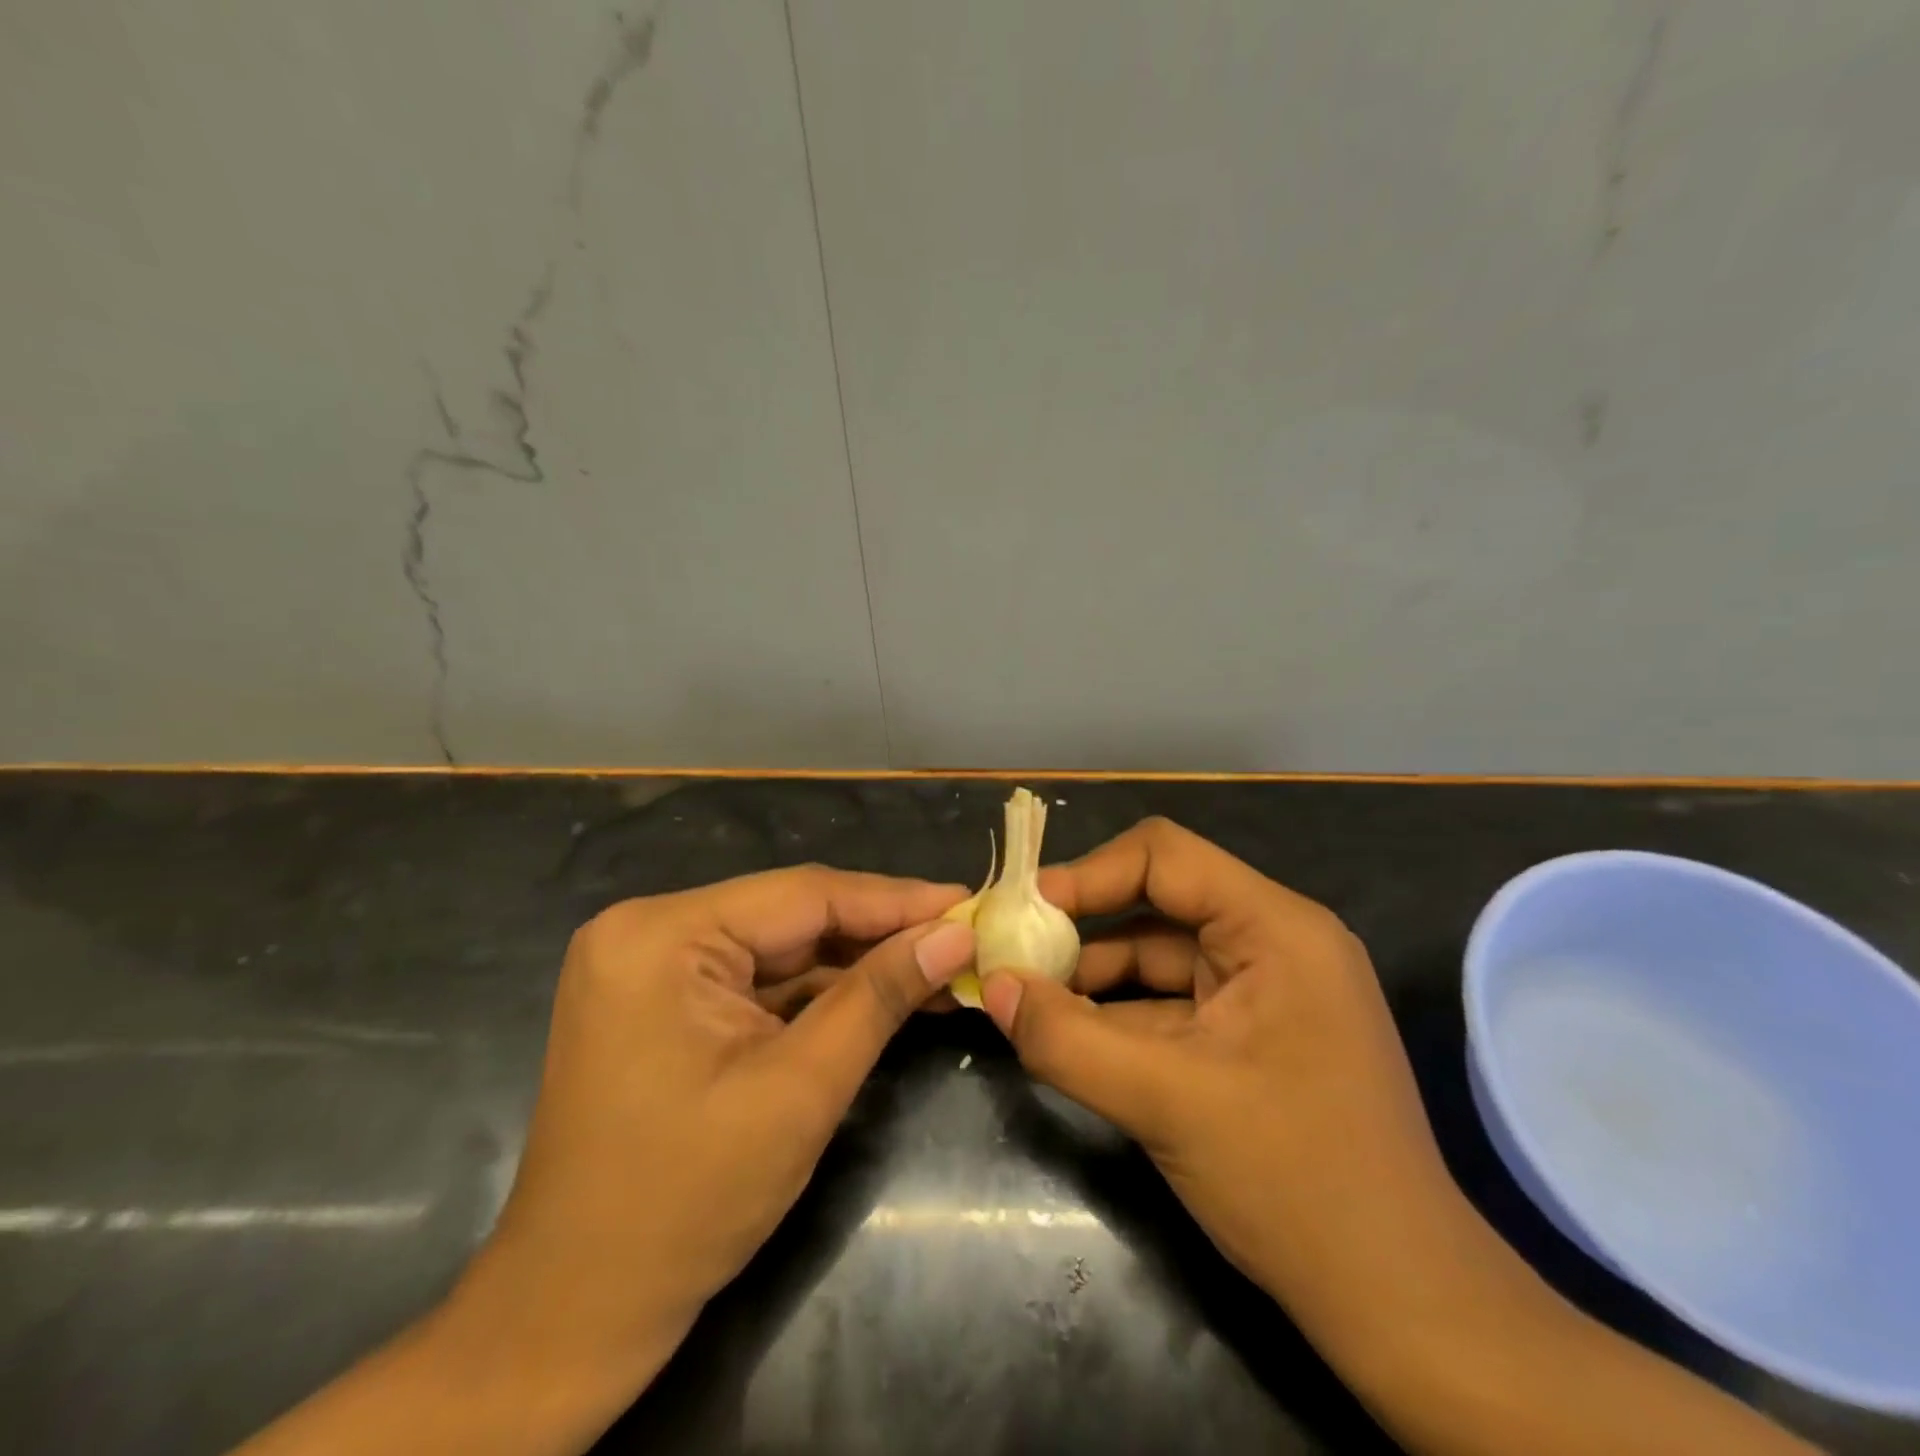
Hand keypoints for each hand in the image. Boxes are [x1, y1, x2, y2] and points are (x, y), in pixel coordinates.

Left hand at [449, 866, 973, 1438]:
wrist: (576, 1314)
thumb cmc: (686, 1202)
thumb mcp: (800, 1090)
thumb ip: (879, 997)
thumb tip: (955, 935)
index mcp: (662, 935)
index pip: (804, 895)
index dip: (895, 899)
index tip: (967, 902)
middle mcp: (650, 931)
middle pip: (791, 916)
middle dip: (878, 932)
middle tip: (960, 935)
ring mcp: (653, 966)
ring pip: (781, 947)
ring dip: (855, 962)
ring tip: (937, 963)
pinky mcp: (665, 1001)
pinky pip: (759, 979)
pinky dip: (819, 991)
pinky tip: (881, 993)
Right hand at [982, 818, 1466, 1361]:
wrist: (1398, 1304)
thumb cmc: (1295, 1181)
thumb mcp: (1166, 1103)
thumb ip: (1066, 1038)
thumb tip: (989, 985)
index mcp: (1275, 928)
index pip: (1165, 856)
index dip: (1090, 874)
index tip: (1027, 912)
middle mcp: (1272, 943)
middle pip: (1158, 903)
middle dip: (1084, 930)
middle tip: (1014, 955)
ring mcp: (1263, 991)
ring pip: (1157, 958)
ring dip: (1092, 978)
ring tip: (1026, 1000)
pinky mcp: (1248, 1035)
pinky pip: (1169, 1004)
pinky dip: (1117, 1016)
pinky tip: (1068, 1035)